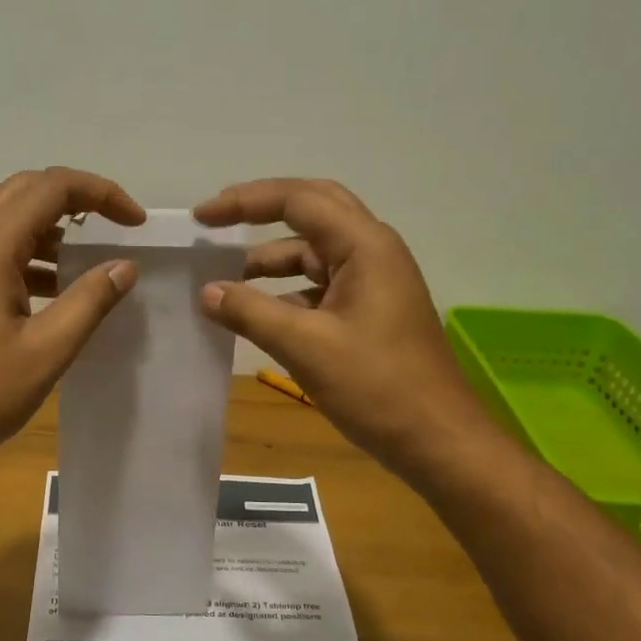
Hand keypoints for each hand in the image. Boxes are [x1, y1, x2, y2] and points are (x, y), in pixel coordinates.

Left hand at [0, 167, 143, 480]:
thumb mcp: (48, 350)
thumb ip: (90, 301)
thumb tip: (125, 266)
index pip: (52, 187)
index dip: (101, 193)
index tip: (136, 222)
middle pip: (27, 190)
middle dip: (77, 199)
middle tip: (116, 226)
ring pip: (9, 218)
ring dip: (53, 228)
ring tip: (91, 263)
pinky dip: (31, 255)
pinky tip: (55, 291)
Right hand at [193, 178, 494, 486]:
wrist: (438, 440)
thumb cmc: (377, 387)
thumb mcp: (306, 347)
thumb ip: (251, 313)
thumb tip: (206, 292)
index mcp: (365, 246)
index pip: (298, 200)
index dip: (245, 202)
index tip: (202, 218)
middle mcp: (372, 252)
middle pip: (311, 211)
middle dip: (261, 213)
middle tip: (215, 224)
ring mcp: (374, 282)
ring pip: (314, 253)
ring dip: (270, 260)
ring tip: (224, 279)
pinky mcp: (370, 311)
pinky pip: (320, 286)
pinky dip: (286, 292)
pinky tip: (257, 314)